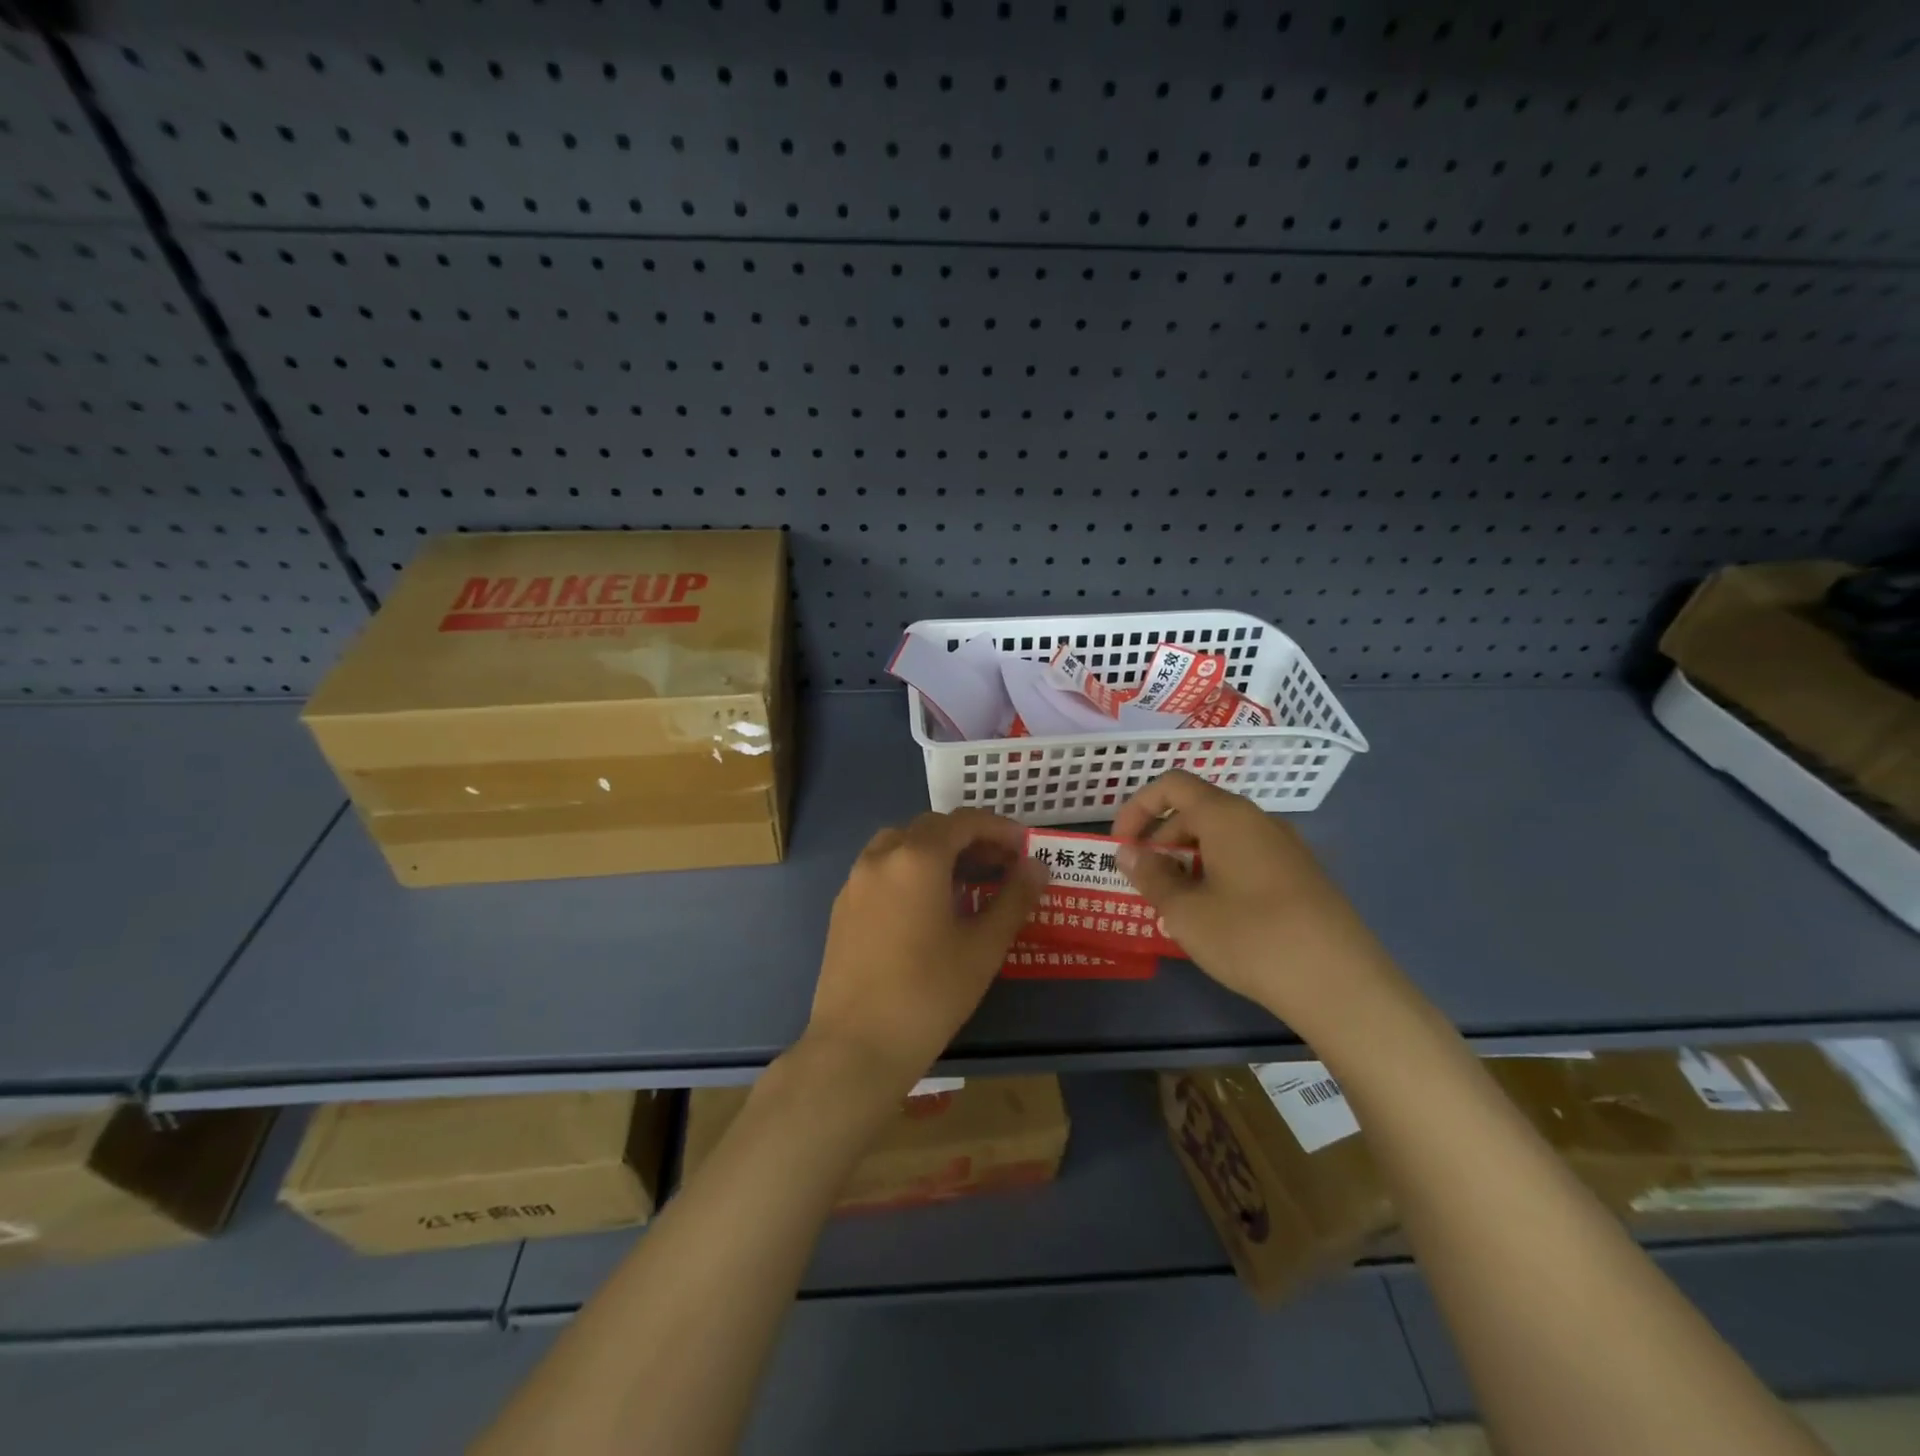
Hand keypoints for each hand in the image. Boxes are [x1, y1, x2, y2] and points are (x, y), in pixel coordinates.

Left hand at [804, 809, 1044, 1098]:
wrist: (856, 1046)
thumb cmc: (929, 994)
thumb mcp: (983, 947)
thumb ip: (1014, 898)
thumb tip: (1036, 866)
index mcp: (917, 857)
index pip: (964, 822)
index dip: (999, 829)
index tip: (1025, 848)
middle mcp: (881, 856)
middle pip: (932, 827)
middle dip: (970, 838)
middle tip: (1001, 865)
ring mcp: (855, 880)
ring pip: (901, 844)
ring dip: (937, 851)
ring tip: (966, 881)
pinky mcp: (842, 906)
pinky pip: (881, 868)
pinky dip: (910, 868)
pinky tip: (927, 905)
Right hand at [1112, 770, 1396, 1030]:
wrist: (1342, 985)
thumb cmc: (1251, 938)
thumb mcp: (1185, 911)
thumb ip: (1151, 875)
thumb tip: (1129, 852)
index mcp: (1227, 816)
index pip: (1172, 785)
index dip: (1138, 808)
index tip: (1122, 846)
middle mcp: (1259, 820)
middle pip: (1197, 810)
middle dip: (1162, 839)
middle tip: (1146, 882)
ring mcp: (1287, 847)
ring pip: (1223, 837)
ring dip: (1189, 859)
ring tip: (1177, 904)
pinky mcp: (1304, 876)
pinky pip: (1248, 858)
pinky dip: (1219, 872)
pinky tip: (1218, 917)